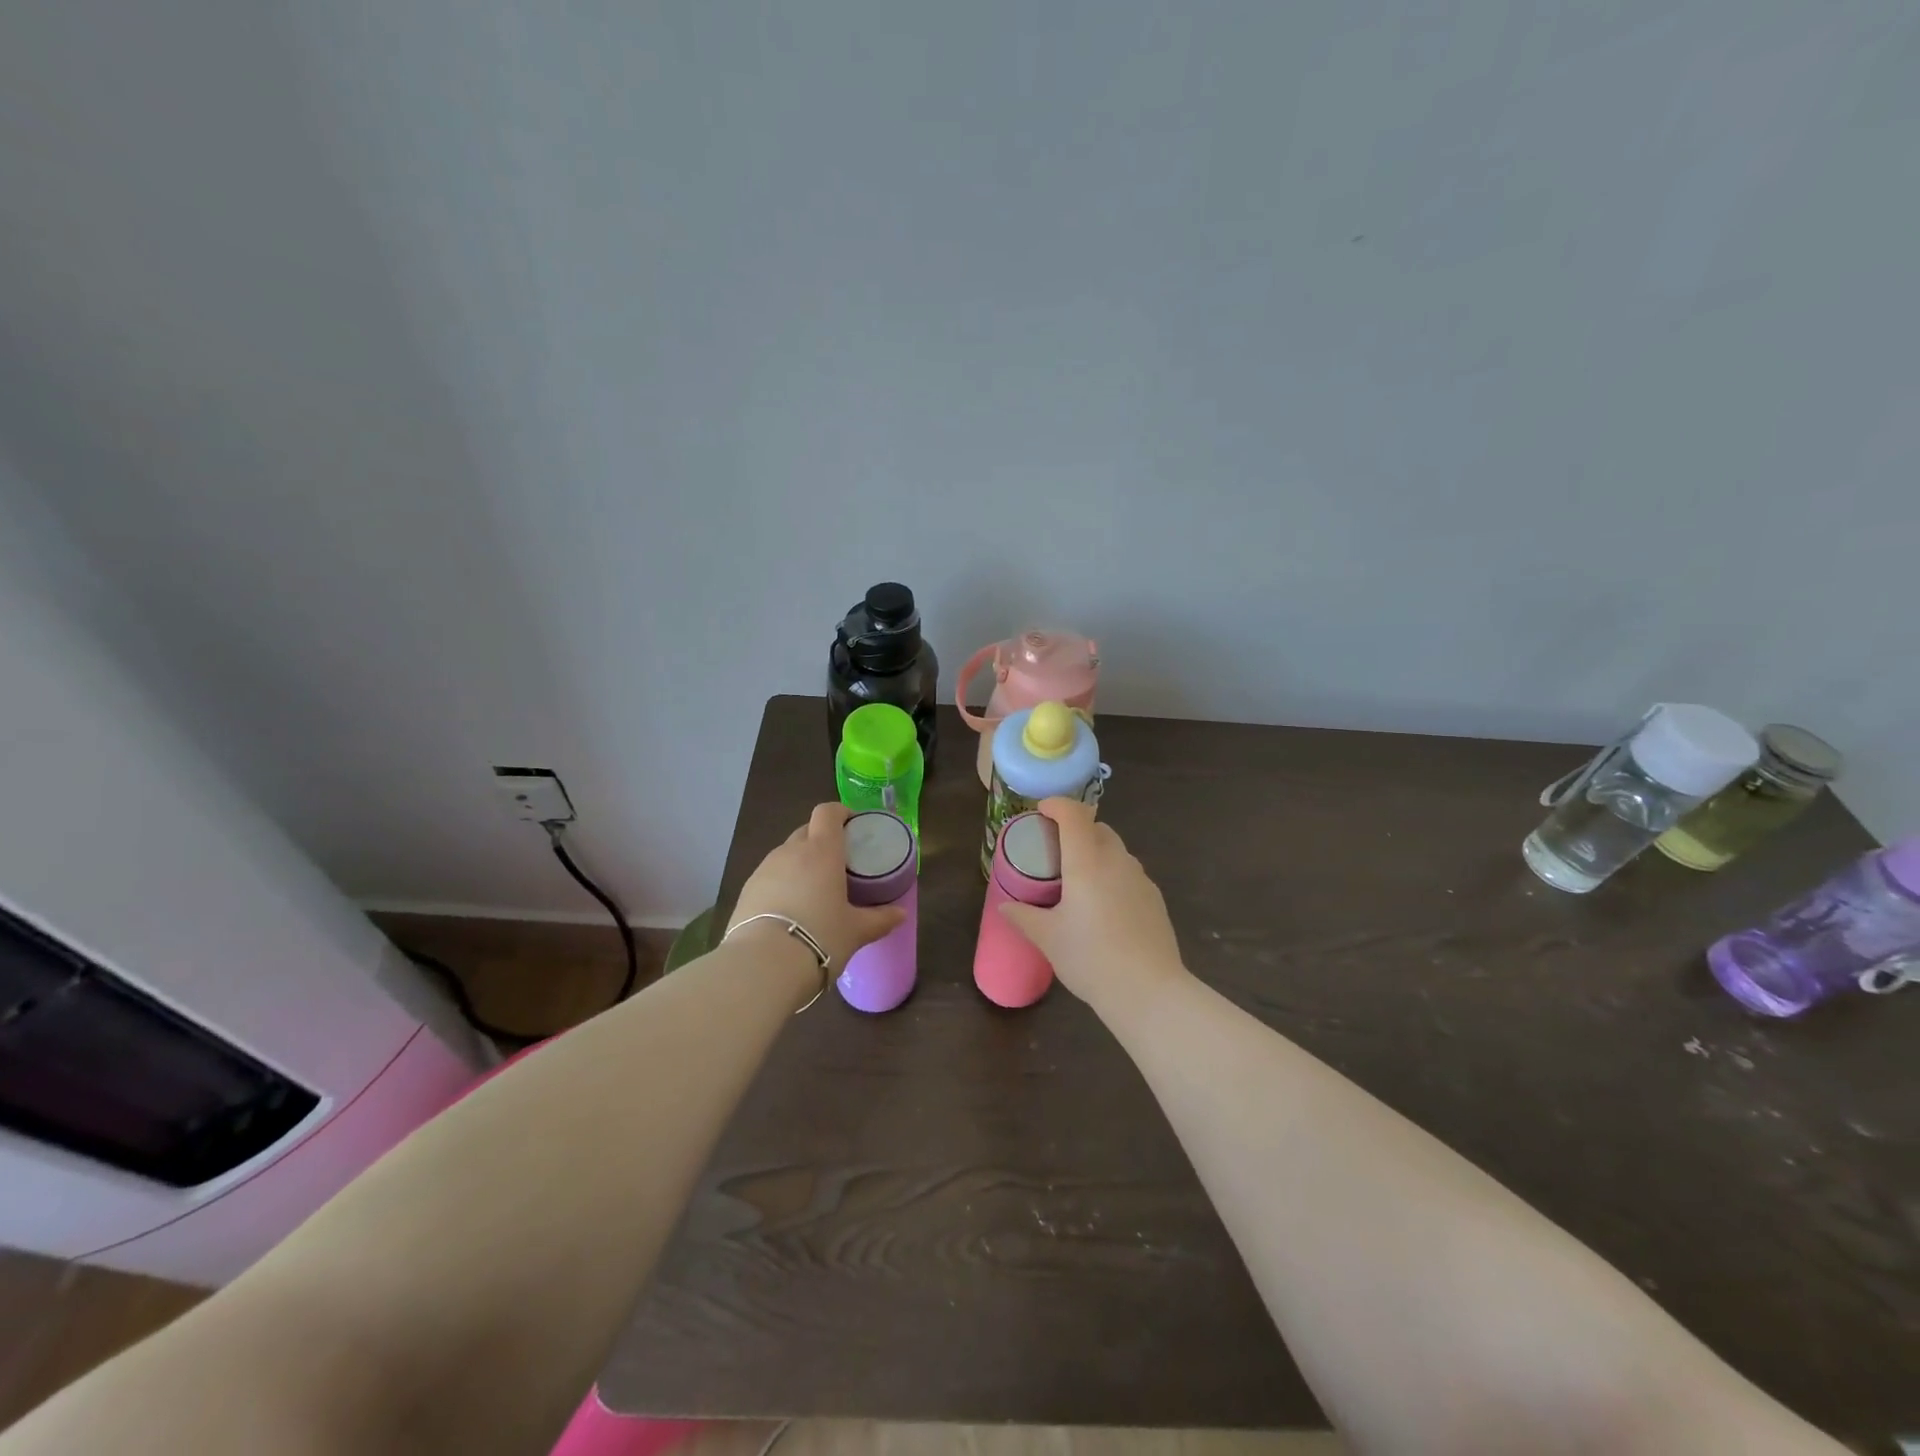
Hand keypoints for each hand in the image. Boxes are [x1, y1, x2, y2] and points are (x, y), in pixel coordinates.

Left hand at [731, 803, 906, 970]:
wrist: (763, 965)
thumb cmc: (820, 937)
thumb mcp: (856, 931)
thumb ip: (880, 919)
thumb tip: (900, 914)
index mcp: (821, 851)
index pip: (827, 812)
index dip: (840, 813)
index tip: (852, 825)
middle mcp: (790, 851)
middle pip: (806, 830)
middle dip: (821, 840)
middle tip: (837, 864)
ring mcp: (764, 869)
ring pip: (786, 854)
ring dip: (800, 863)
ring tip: (812, 890)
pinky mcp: (746, 890)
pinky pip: (769, 876)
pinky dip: (781, 883)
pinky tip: (789, 910)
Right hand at [997, 798, 1188, 1015]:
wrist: (1148, 990)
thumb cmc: (1090, 958)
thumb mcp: (1048, 938)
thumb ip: (1024, 916)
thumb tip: (1005, 906)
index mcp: (1087, 862)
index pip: (1074, 814)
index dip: (1057, 805)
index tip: (1041, 811)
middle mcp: (1116, 861)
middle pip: (1097, 827)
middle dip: (1075, 828)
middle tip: (1055, 849)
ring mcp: (1140, 878)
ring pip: (1116, 849)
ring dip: (1095, 850)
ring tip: (1078, 879)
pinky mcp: (1154, 897)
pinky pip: (1128, 872)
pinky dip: (1112, 873)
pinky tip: (1103, 905)